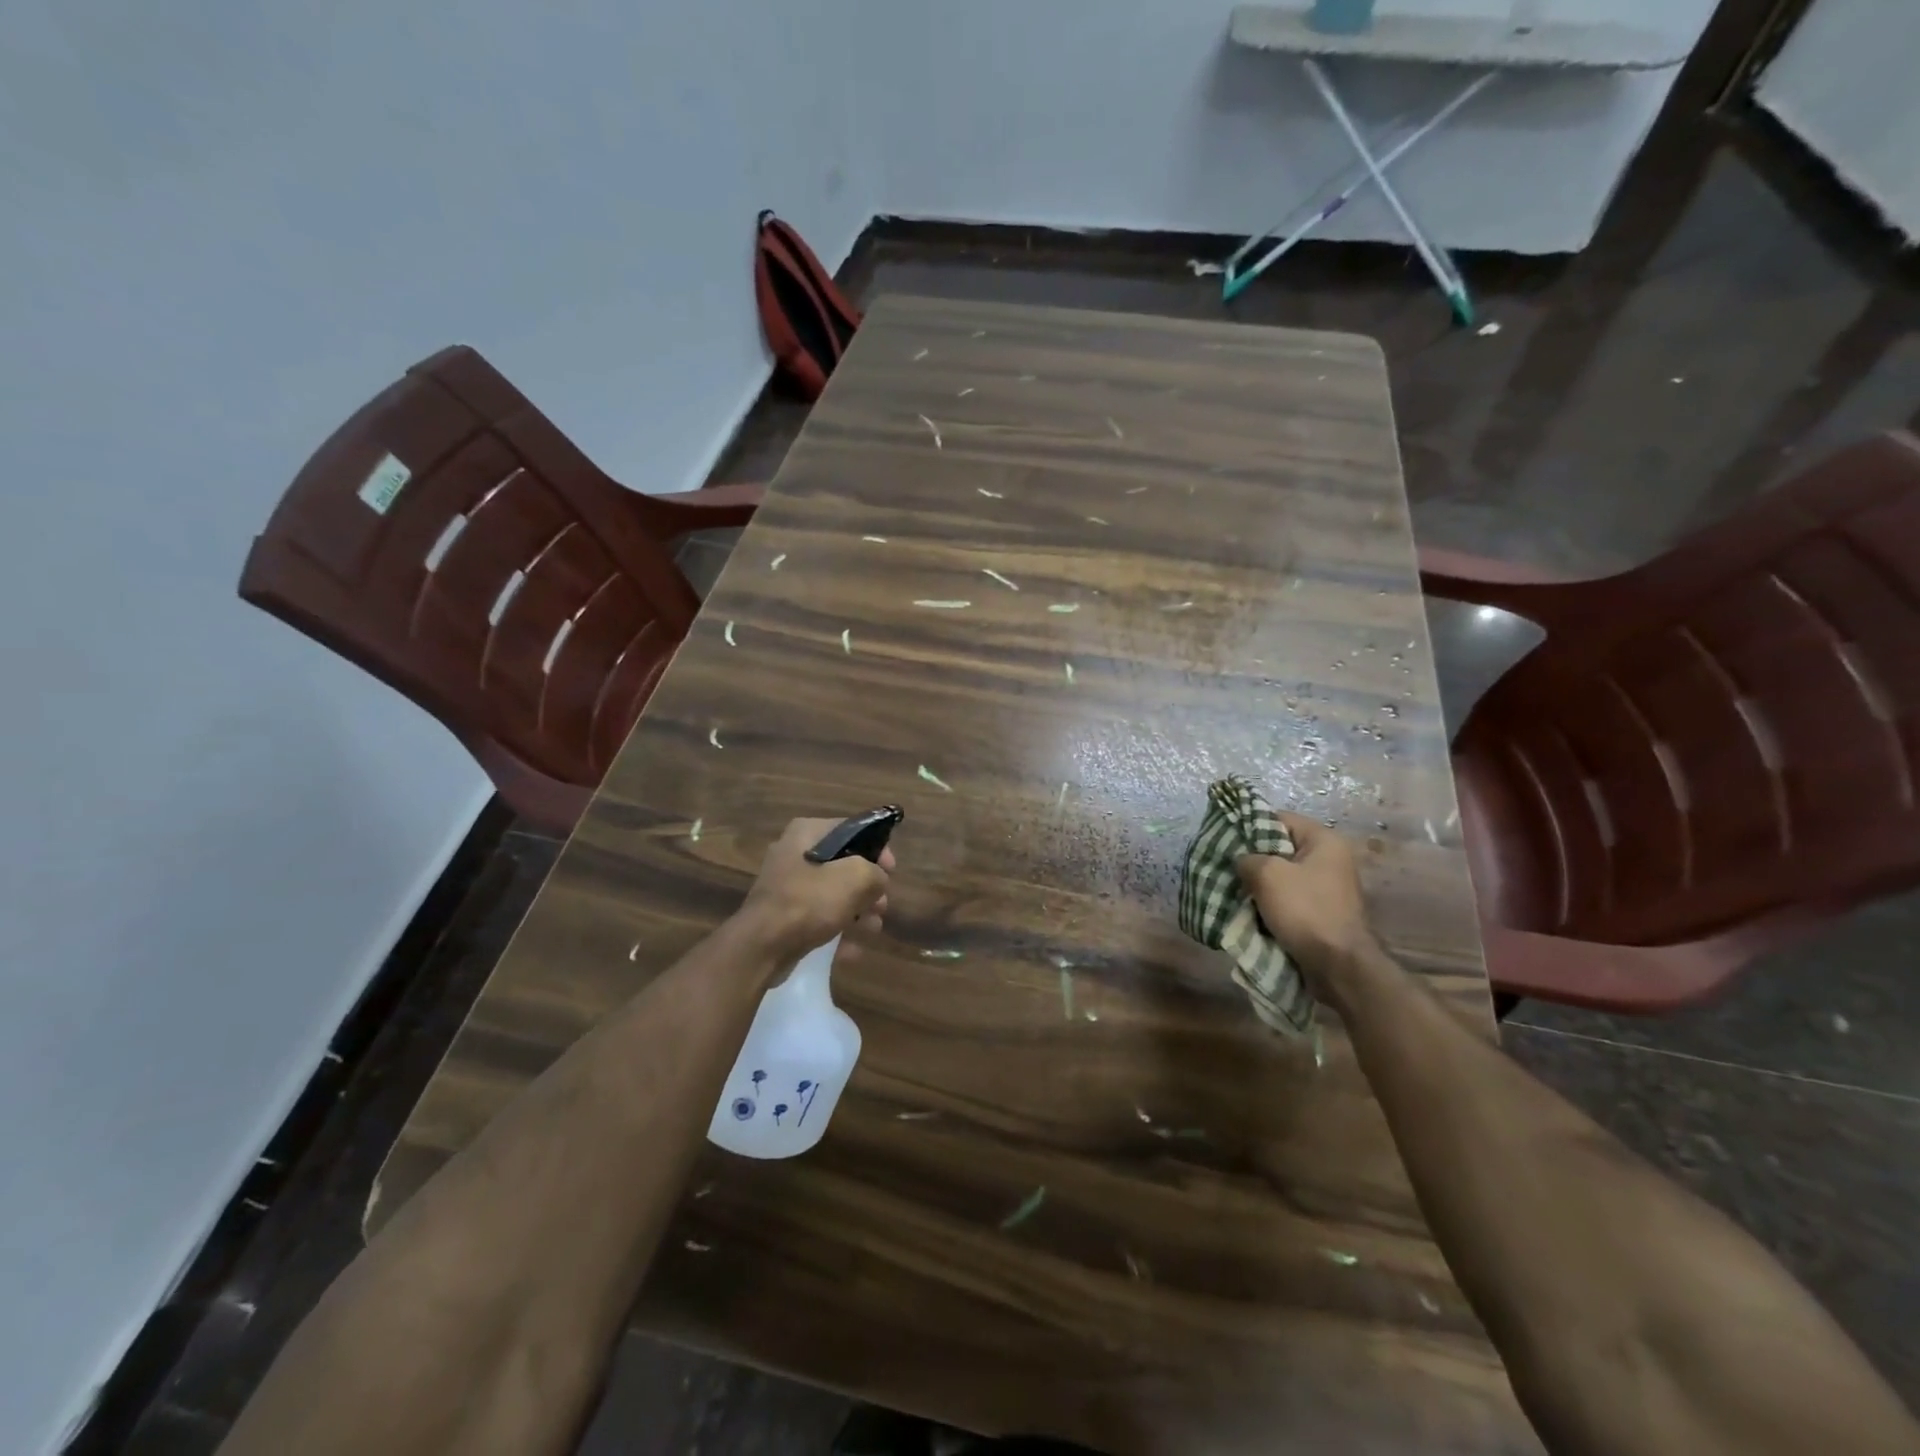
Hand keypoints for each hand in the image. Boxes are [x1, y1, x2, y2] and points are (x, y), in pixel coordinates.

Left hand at [735, 817, 892, 965]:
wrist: (761, 947)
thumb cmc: (809, 902)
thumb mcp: (855, 878)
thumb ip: (875, 873)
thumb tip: (878, 881)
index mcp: (807, 833)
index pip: (852, 830)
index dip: (877, 848)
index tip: (891, 871)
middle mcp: (794, 854)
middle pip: (843, 865)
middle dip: (868, 888)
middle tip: (881, 906)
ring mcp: (787, 887)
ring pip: (833, 894)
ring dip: (857, 912)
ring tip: (872, 930)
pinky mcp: (783, 916)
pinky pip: (818, 918)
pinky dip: (836, 931)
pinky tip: (851, 951)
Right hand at [1235, 814, 1376, 998]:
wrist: (1338, 965)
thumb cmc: (1305, 910)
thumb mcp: (1267, 875)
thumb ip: (1247, 858)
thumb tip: (1242, 861)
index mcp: (1324, 841)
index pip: (1279, 819)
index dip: (1249, 825)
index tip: (1225, 839)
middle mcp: (1330, 860)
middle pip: (1280, 849)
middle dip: (1252, 859)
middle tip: (1225, 867)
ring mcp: (1328, 889)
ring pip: (1282, 877)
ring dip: (1259, 885)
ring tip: (1232, 890)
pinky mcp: (1322, 913)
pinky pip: (1289, 900)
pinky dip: (1270, 904)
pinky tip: (1249, 911)